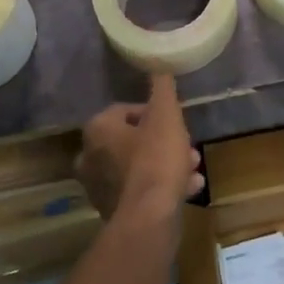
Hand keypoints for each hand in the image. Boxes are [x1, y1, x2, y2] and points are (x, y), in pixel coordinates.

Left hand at [77, 73, 202, 223]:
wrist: (149, 218)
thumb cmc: (156, 159)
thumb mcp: (166, 115)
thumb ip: (162, 88)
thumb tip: (159, 66)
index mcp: (98, 129)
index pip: (127, 110)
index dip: (155, 114)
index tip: (175, 122)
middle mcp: (90, 156)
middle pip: (132, 140)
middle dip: (163, 142)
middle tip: (188, 148)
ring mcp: (98, 187)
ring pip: (138, 167)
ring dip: (165, 165)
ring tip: (193, 170)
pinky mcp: (111, 211)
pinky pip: (138, 190)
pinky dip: (159, 187)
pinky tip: (188, 189)